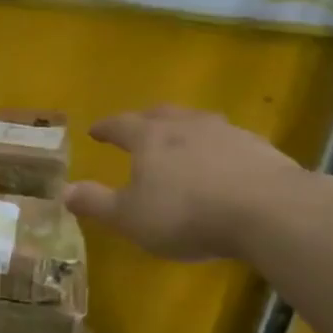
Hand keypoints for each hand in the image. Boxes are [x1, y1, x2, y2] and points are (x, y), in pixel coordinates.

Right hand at [64, 105, 301, 259]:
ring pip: (198, 122)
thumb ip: (96, 203)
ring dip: (185, 130)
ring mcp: (226, 132)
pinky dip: (218, 148)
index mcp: (149, 138)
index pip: (120, 125)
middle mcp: (185, 126)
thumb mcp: (130, 217)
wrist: (268, 210)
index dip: (106, 128)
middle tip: (138, 129)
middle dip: (145, 121)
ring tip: (182, 142)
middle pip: (161, 115)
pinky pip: (229, 141)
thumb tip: (64, 190)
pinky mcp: (259, 148)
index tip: (95, 131)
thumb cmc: (187, 214)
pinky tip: (224, 164)